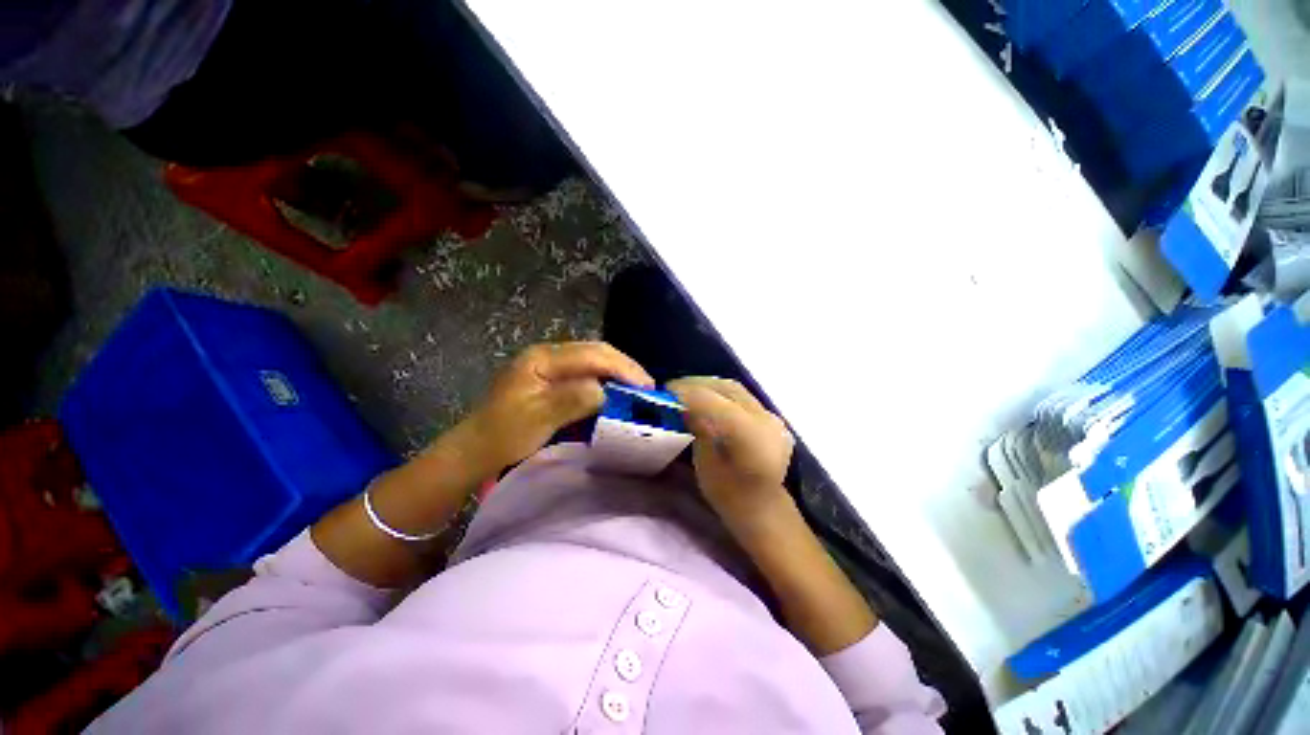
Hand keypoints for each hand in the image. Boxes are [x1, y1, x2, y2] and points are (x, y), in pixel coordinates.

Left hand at [464, 342, 652, 469]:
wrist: (475, 449)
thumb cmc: (503, 436)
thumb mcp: (538, 419)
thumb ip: (573, 399)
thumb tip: (607, 391)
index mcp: (542, 359)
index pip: (592, 355)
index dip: (622, 368)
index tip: (646, 387)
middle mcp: (547, 353)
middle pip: (595, 351)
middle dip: (624, 366)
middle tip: (648, 387)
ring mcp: (548, 363)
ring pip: (593, 358)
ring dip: (617, 371)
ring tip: (637, 387)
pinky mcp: (551, 376)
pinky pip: (586, 370)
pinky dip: (605, 377)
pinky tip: (616, 389)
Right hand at [667, 377, 794, 528]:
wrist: (764, 508)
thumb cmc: (730, 495)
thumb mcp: (706, 464)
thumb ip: (699, 430)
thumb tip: (685, 406)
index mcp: (749, 436)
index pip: (713, 402)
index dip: (687, 393)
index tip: (665, 392)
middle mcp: (765, 420)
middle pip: (726, 388)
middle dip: (697, 384)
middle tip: (673, 388)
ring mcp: (772, 417)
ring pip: (735, 388)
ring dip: (709, 385)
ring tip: (688, 390)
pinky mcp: (771, 417)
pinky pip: (743, 396)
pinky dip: (722, 393)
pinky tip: (708, 398)